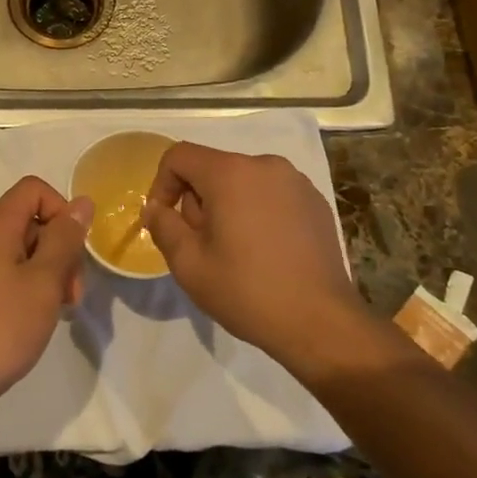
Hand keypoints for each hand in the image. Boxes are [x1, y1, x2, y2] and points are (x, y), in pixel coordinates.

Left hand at [0, 176, 92, 402]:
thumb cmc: (2, 326)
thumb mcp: (44, 281)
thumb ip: (65, 239)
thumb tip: (82, 202)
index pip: (33, 189)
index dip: (61, 209)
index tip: (73, 248)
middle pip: (31, 220)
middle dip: (61, 248)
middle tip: (73, 291)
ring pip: (24, 250)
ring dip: (50, 272)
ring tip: (61, 309)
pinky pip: (10, 273)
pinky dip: (32, 287)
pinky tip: (40, 317)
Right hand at [141, 144, 366, 362]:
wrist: (320, 322)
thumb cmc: (247, 291)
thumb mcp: (189, 264)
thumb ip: (164, 226)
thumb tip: (156, 207)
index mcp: (230, 173)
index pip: (179, 156)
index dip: (162, 184)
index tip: (164, 220)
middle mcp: (265, 165)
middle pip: (213, 168)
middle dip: (197, 200)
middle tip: (201, 245)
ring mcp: (295, 181)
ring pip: (243, 181)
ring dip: (228, 206)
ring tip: (234, 251)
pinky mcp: (315, 201)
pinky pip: (271, 194)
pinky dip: (258, 211)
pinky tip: (265, 251)